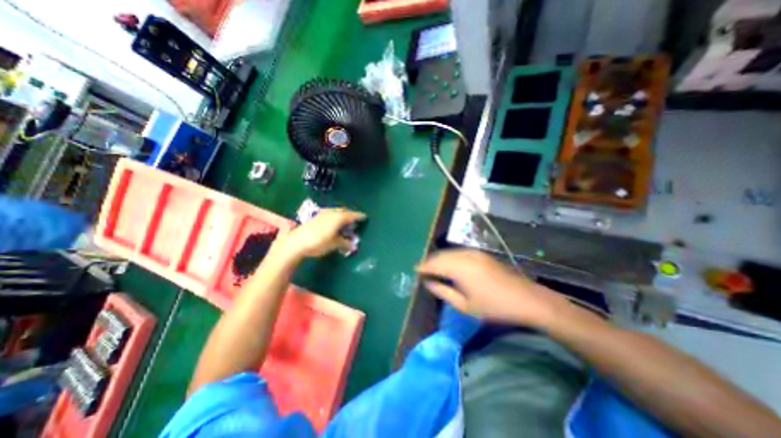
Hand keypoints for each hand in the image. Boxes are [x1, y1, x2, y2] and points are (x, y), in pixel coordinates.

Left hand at [274, 206, 365, 258]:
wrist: (296, 242)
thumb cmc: (319, 242)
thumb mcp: (335, 244)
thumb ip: (345, 243)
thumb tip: (353, 246)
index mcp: (339, 217)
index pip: (352, 215)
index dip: (359, 216)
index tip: (365, 217)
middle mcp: (332, 213)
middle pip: (344, 211)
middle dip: (350, 214)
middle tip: (355, 219)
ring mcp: (323, 214)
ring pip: (336, 212)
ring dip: (342, 215)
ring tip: (345, 221)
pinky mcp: (315, 217)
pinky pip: (329, 214)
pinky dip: (334, 217)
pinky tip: (333, 222)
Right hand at [418, 249, 572, 328]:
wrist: (527, 300)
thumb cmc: (494, 307)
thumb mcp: (465, 306)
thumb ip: (443, 292)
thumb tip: (428, 283)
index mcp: (460, 269)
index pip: (434, 264)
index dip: (423, 267)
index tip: (415, 271)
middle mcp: (465, 256)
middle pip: (440, 255)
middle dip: (429, 262)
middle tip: (422, 270)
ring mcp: (474, 253)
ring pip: (449, 252)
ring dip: (439, 258)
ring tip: (432, 268)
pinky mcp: (481, 254)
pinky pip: (458, 252)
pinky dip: (449, 257)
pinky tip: (448, 264)